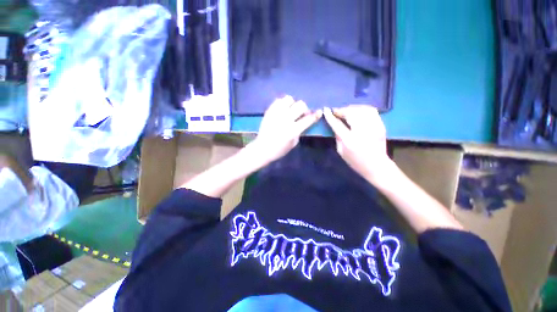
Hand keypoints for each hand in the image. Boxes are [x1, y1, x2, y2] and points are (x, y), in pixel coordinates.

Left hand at [251, 96, 321, 163]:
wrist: (262, 148)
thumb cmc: (279, 149)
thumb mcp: (293, 143)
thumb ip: (300, 131)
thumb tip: (305, 121)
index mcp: (292, 130)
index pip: (308, 119)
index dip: (316, 115)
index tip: (319, 112)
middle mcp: (285, 119)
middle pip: (300, 105)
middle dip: (304, 109)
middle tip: (301, 114)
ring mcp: (276, 114)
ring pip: (289, 99)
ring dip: (293, 104)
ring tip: (291, 110)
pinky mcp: (269, 111)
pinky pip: (278, 100)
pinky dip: (283, 103)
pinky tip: (283, 109)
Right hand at [323, 105, 394, 184]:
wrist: (377, 166)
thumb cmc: (356, 161)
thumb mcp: (341, 151)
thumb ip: (337, 137)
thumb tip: (335, 124)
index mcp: (350, 140)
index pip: (338, 124)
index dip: (331, 116)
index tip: (326, 110)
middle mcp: (362, 131)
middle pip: (351, 113)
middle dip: (342, 110)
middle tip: (336, 111)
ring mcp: (373, 127)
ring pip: (361, 109)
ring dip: (351, 108)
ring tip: (346, 111)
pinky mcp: (381, 125)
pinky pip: (371, 110)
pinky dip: (362, 108)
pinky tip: (357, 111)